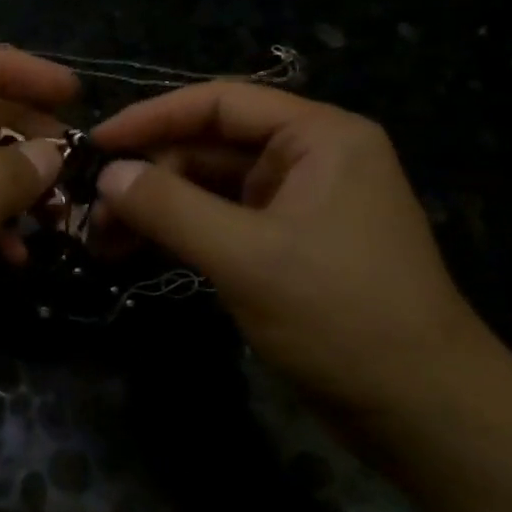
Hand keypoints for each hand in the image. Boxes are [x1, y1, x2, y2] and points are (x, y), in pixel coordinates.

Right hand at [91, 83, 489, 410]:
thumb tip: (107, 174)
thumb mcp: (246, 257)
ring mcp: (298, 204)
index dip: (152, 117)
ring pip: (210, 186)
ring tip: (103, 236)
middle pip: (211, 145)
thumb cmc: (340, 316)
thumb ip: (170, 208)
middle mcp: (310, 159)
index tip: (95, 143)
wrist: (419, 408)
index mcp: (319, 137)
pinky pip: (221, 222)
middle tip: (92, 207)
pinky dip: (180, 233)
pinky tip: (136, 250)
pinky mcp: (286, 246)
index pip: (220, 102)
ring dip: (158, 206)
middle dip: (150, 173)